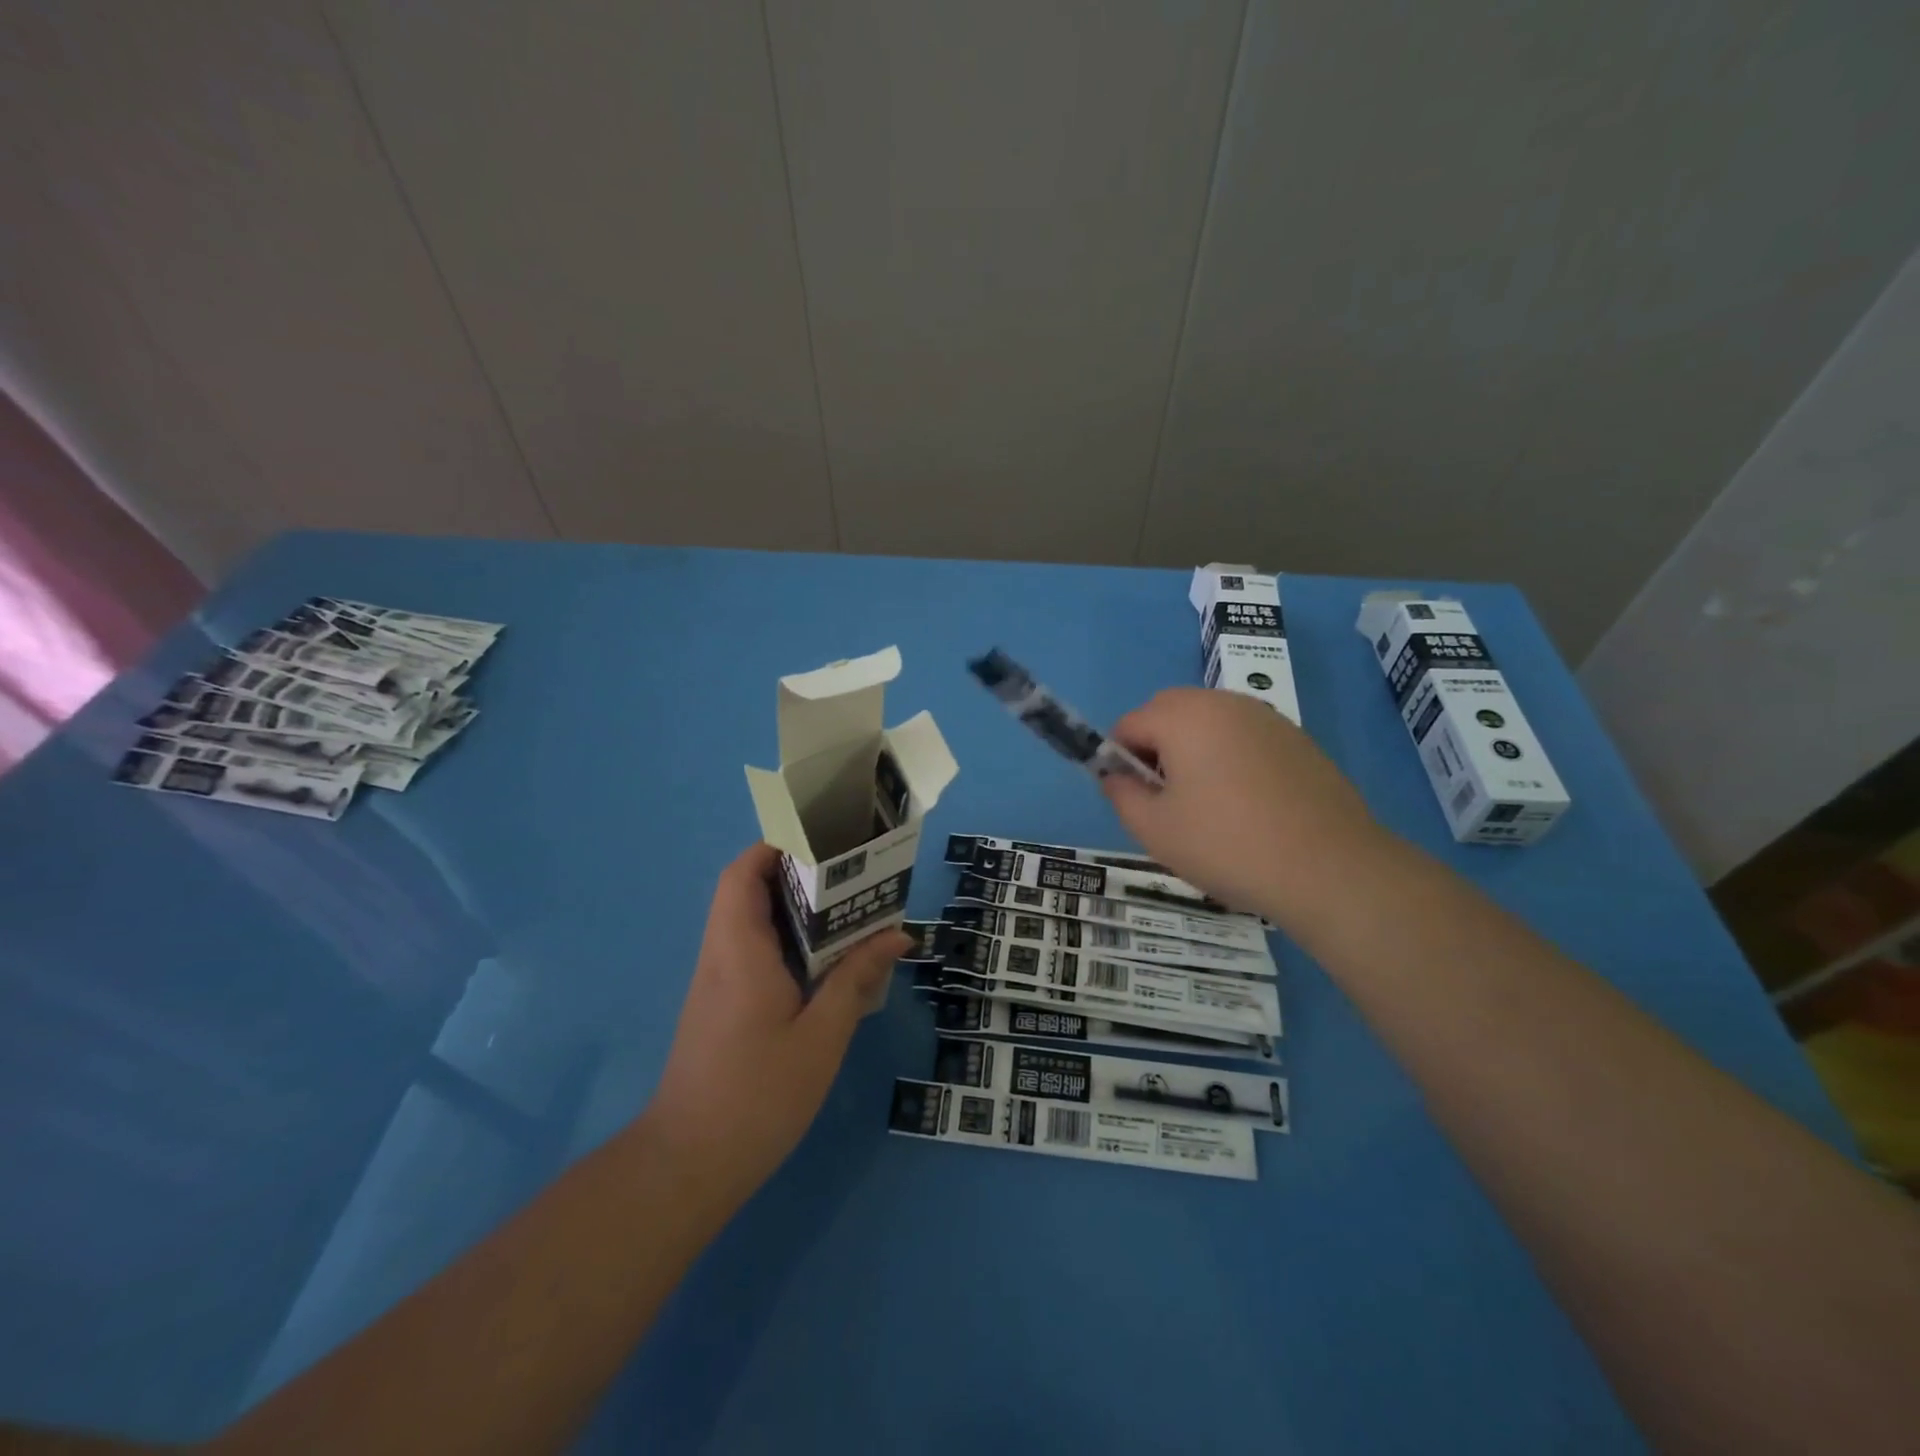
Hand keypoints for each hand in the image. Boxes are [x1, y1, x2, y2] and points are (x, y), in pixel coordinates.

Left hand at [646, 843, 911, 1208]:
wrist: (687, 1165)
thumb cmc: (757, 1096)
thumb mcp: (821, 1037)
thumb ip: (856, 980)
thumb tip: (897, 934)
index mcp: (740, 952)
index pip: (741, 876)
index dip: (773, 847)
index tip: (818, 840)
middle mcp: (721, 957)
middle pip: (745, 892)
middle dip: (792, 873)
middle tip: (847, 873)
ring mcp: (716, 984)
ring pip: (748, 923)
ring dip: (791, 908)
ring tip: (845, 909)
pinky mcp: (720, 1008)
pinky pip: (751, 953)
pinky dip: (784, 941)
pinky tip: (823, 962)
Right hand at [1102, 689, 1388, 928]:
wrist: (1330, 869)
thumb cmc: (1228, 846)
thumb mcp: (1154, 829)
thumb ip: (1121, 794)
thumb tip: (1116, 776)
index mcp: (1184, 717)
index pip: (1129, 723)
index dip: (1119, 760)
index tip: (1135, 799)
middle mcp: (1224, 703)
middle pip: (1169, 712)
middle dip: (1156, 748)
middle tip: (1168, 800)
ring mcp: (1267, 719)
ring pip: (1209, 723)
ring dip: (1194, 751)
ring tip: (1209, 806)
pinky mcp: (1297, 740)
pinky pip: (1245, 738)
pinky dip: (1232, 759)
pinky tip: (1249, 806)